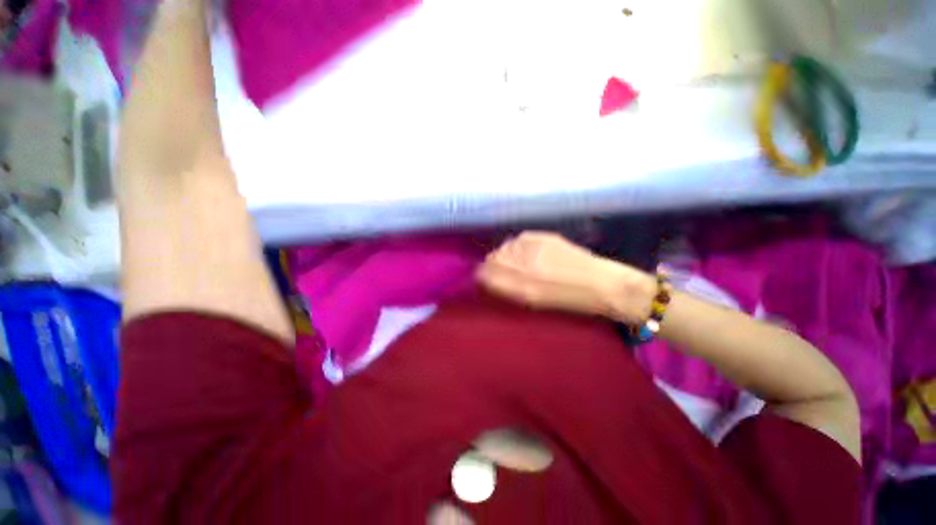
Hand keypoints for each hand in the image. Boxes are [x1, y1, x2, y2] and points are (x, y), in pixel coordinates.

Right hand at [477, 232, 654, 322]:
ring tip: (517, 261)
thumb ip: (508, 289)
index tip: (485, 278)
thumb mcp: (534, 301)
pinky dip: (518, 245)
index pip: (487, 276)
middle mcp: (525, 266)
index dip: (483, 276)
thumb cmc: (568, 301)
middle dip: (492, 265)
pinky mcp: (544, 237)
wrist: (600, 284)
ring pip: (505, 247)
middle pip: (493, 259)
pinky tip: (528, 251)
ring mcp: (534, 249)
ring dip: (505, 254)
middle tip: (500, 270)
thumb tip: (489, 278)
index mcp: (522, 288)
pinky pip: (519, 239)